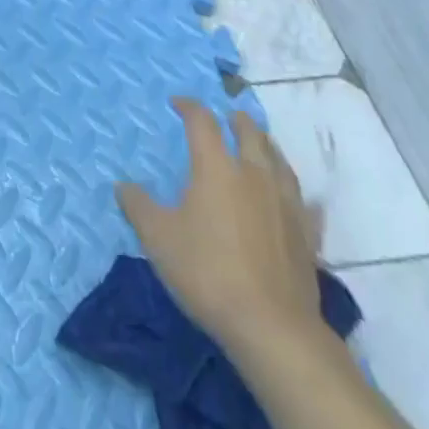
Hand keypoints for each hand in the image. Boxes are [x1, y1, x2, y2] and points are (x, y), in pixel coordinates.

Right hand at [117, 97, 325, 356]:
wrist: (271, 326)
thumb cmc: (207, 271)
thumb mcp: (157, 238)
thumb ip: (138, 206)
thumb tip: (123, 185)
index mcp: (217, 167)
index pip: (203, 122)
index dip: (189, 107)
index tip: (177, 102)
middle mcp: (254, 174)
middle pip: (249, 134)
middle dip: (236, 120)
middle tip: (227, 116)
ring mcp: (285, 204)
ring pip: (280, 161)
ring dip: (267, 146)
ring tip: (260, 144)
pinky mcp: (306, 235)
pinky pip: (304, 202)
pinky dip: (296, 193)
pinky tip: (298, 198)